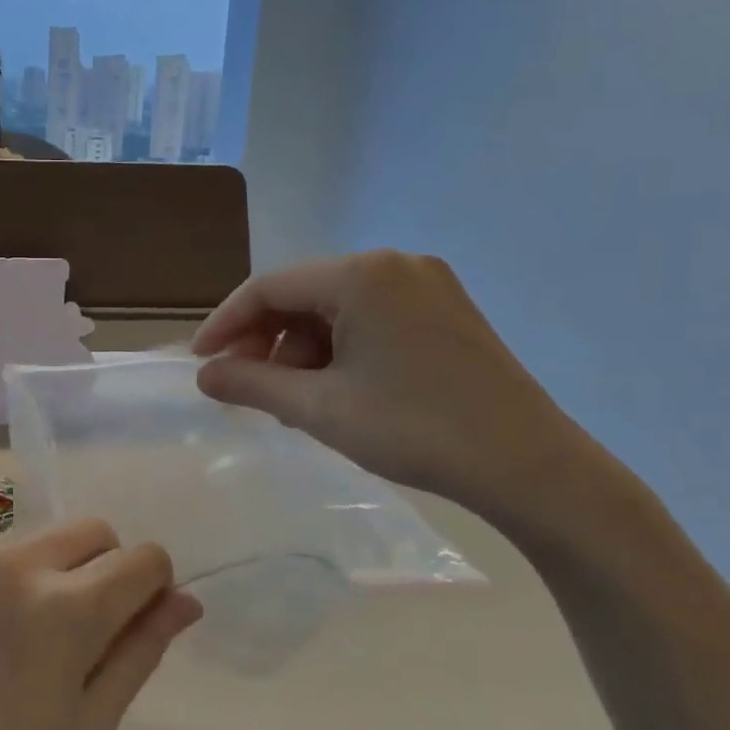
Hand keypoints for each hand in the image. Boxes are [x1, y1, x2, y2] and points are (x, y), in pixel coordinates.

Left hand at [0, 520, 200, 729]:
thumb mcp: (87, 724)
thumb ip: (141, 650)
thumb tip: (185, 600)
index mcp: (64, 607)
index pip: (143, 556)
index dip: (152, 586)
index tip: (132, 621)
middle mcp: (16, 559)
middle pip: (94, 531)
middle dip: (104, 569)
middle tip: (75, 632)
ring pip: (40, 538)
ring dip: (49, 572)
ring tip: (15, 637)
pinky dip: (0, 577)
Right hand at [191, 252, 607, 528]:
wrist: (530, 466)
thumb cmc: (414, 430)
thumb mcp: (318, 408)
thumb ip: (250, 383)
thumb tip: (204, 374)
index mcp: (361, 275)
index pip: (268, 287)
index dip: (224, 324)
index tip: (200, 363)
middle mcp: (394, 263)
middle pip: (302, 293)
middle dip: (266, 340)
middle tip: (247, 387)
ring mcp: (426, 284)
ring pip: (334, 307)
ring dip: (301, 348)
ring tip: (294, 399)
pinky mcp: (445, 310)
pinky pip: (369, 317)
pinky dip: (339, 348)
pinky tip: (335, 388)